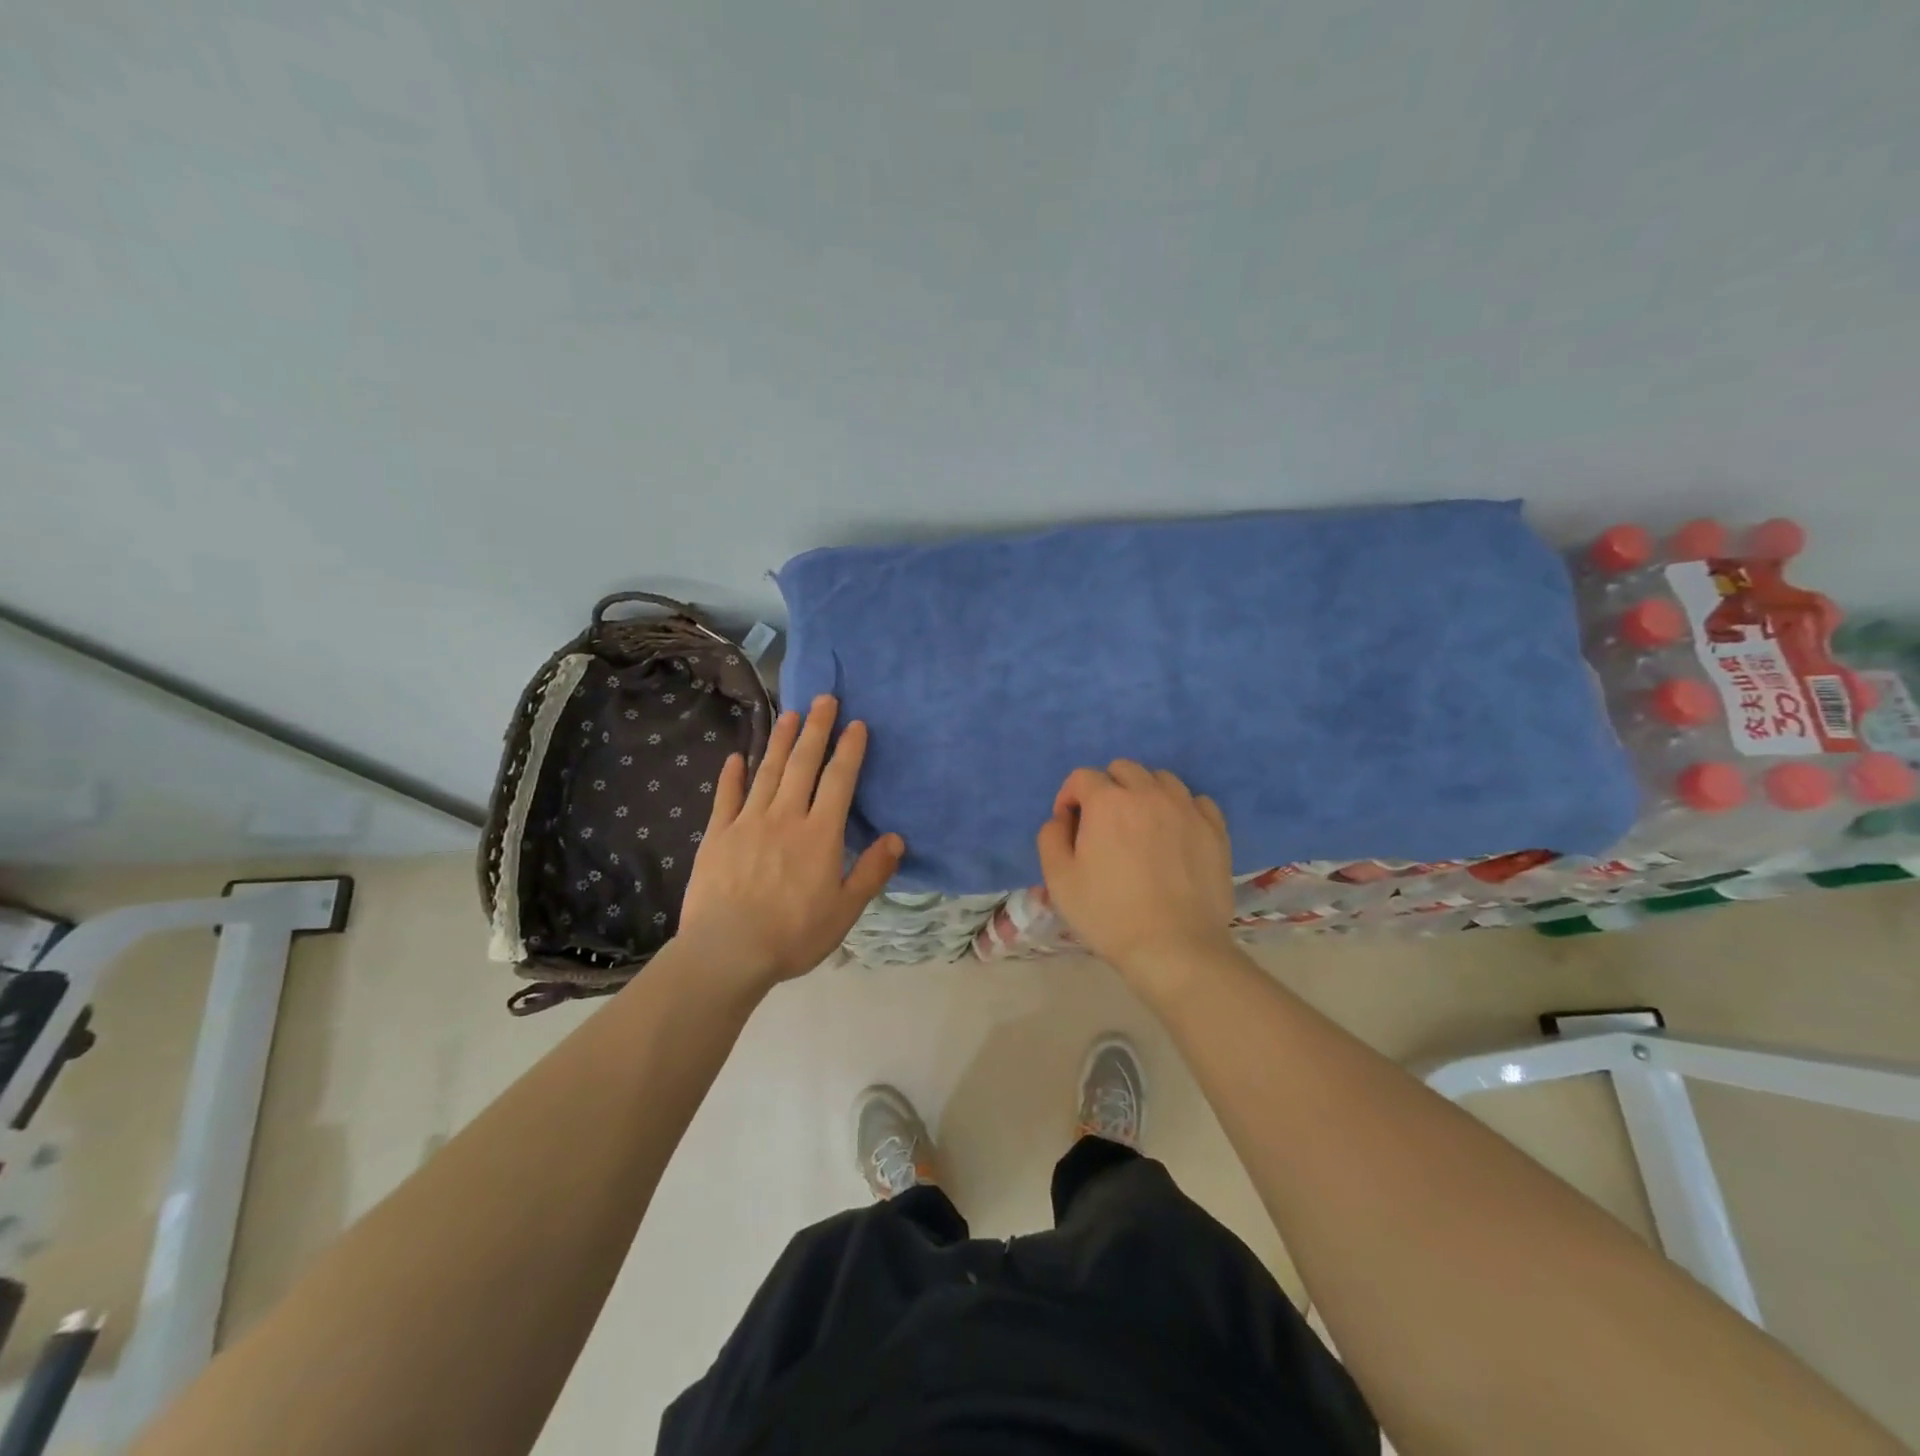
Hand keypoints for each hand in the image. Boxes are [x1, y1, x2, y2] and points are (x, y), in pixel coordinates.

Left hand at [678, 695, 903, 989]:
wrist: (727, 950)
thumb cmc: (793, 933)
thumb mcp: (845, 910)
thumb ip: (872, 871)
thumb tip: (897, 838)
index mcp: (820, 834)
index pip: (839, 780)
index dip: (849, 749)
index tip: (856, 723)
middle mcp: (785, 817)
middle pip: (803, 764)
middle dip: (815, 728)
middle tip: (824, 698)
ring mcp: (748, 822)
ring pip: (767, 771)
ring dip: (779, 740)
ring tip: (789, 713)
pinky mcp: (717, 835)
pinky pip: (726, 797)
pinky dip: (732, 775)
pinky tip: (735, 757)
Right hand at [1036, 761, 1235, 987]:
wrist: (1174, 948)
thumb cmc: (1109, 914)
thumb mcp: (1058, 879)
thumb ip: (1051, 837)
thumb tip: (1062, 819)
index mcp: (1107, 802)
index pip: (1082, 777)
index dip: (1069, 797)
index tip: (1069, 825)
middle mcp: (1148, 794)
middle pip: (1123, 769)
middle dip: (1107, 788)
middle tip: (1103, 824)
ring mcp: (1187, 809)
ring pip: (1161, 779)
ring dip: (1144, 793)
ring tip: (1142, 825)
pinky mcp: (1215, 830)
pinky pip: (1197, 801)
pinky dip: (1182, 809)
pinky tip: (1176, 833)